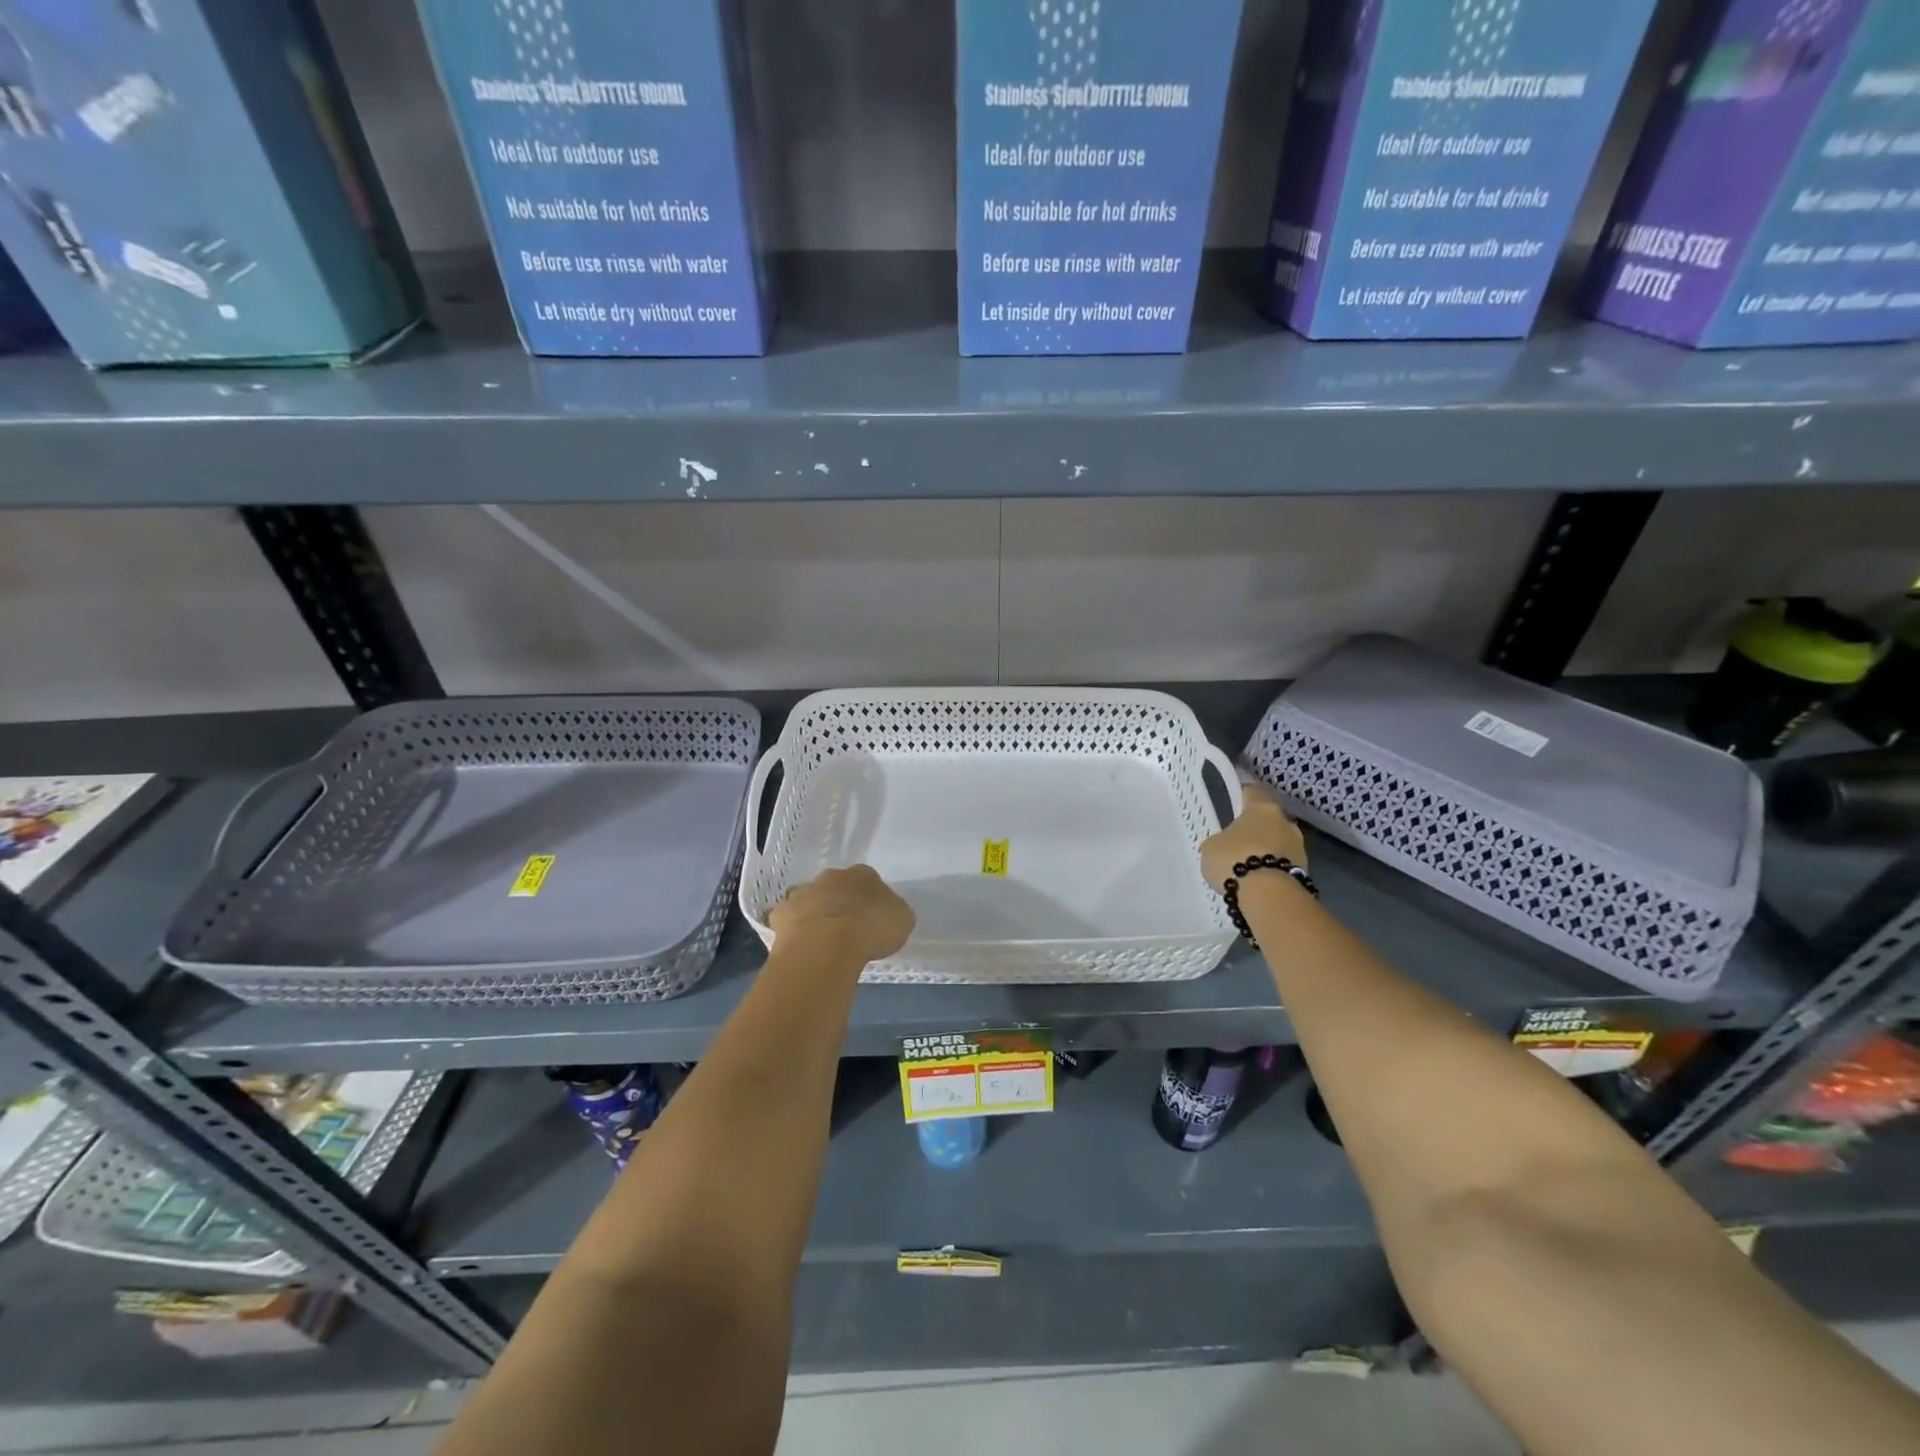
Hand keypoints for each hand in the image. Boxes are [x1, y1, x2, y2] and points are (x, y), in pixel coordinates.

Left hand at [769, 865, 915, 965]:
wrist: (827, 944)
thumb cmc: (871, 928)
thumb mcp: (901, 920)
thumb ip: (892, 912)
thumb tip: (886, 914)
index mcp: (863, 875)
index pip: (868, 881)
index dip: (869, 900)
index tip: (871, 919)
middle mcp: (831, 877)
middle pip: (836, 887)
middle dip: (840, 903)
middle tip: (847, 930)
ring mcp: (803, 893)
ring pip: (810, 901)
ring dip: (816, 915)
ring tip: (823, 942)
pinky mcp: (781, 914)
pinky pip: (788, 920)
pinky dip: (793, 930)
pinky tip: (801, 948)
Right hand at [1200, 780, 1308, 893]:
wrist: (1268, 895)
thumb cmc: (1235, 859)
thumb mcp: (1211, 847)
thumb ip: (1219, 840)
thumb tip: (1224, 844)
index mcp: (1263, 807)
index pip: (1252, 791)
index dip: (1241, 796)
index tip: (1231, 804)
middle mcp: (1285, 821)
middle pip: (1268, 819)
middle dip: (1255, 829)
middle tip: (1237, 840)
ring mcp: (1299, 847)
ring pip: (1278, 842)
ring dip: (1265, 850)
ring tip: (1247, 866)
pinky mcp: (1305, 871)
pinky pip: (1282, 864)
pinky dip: (1272, 870)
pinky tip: (1257, 881)